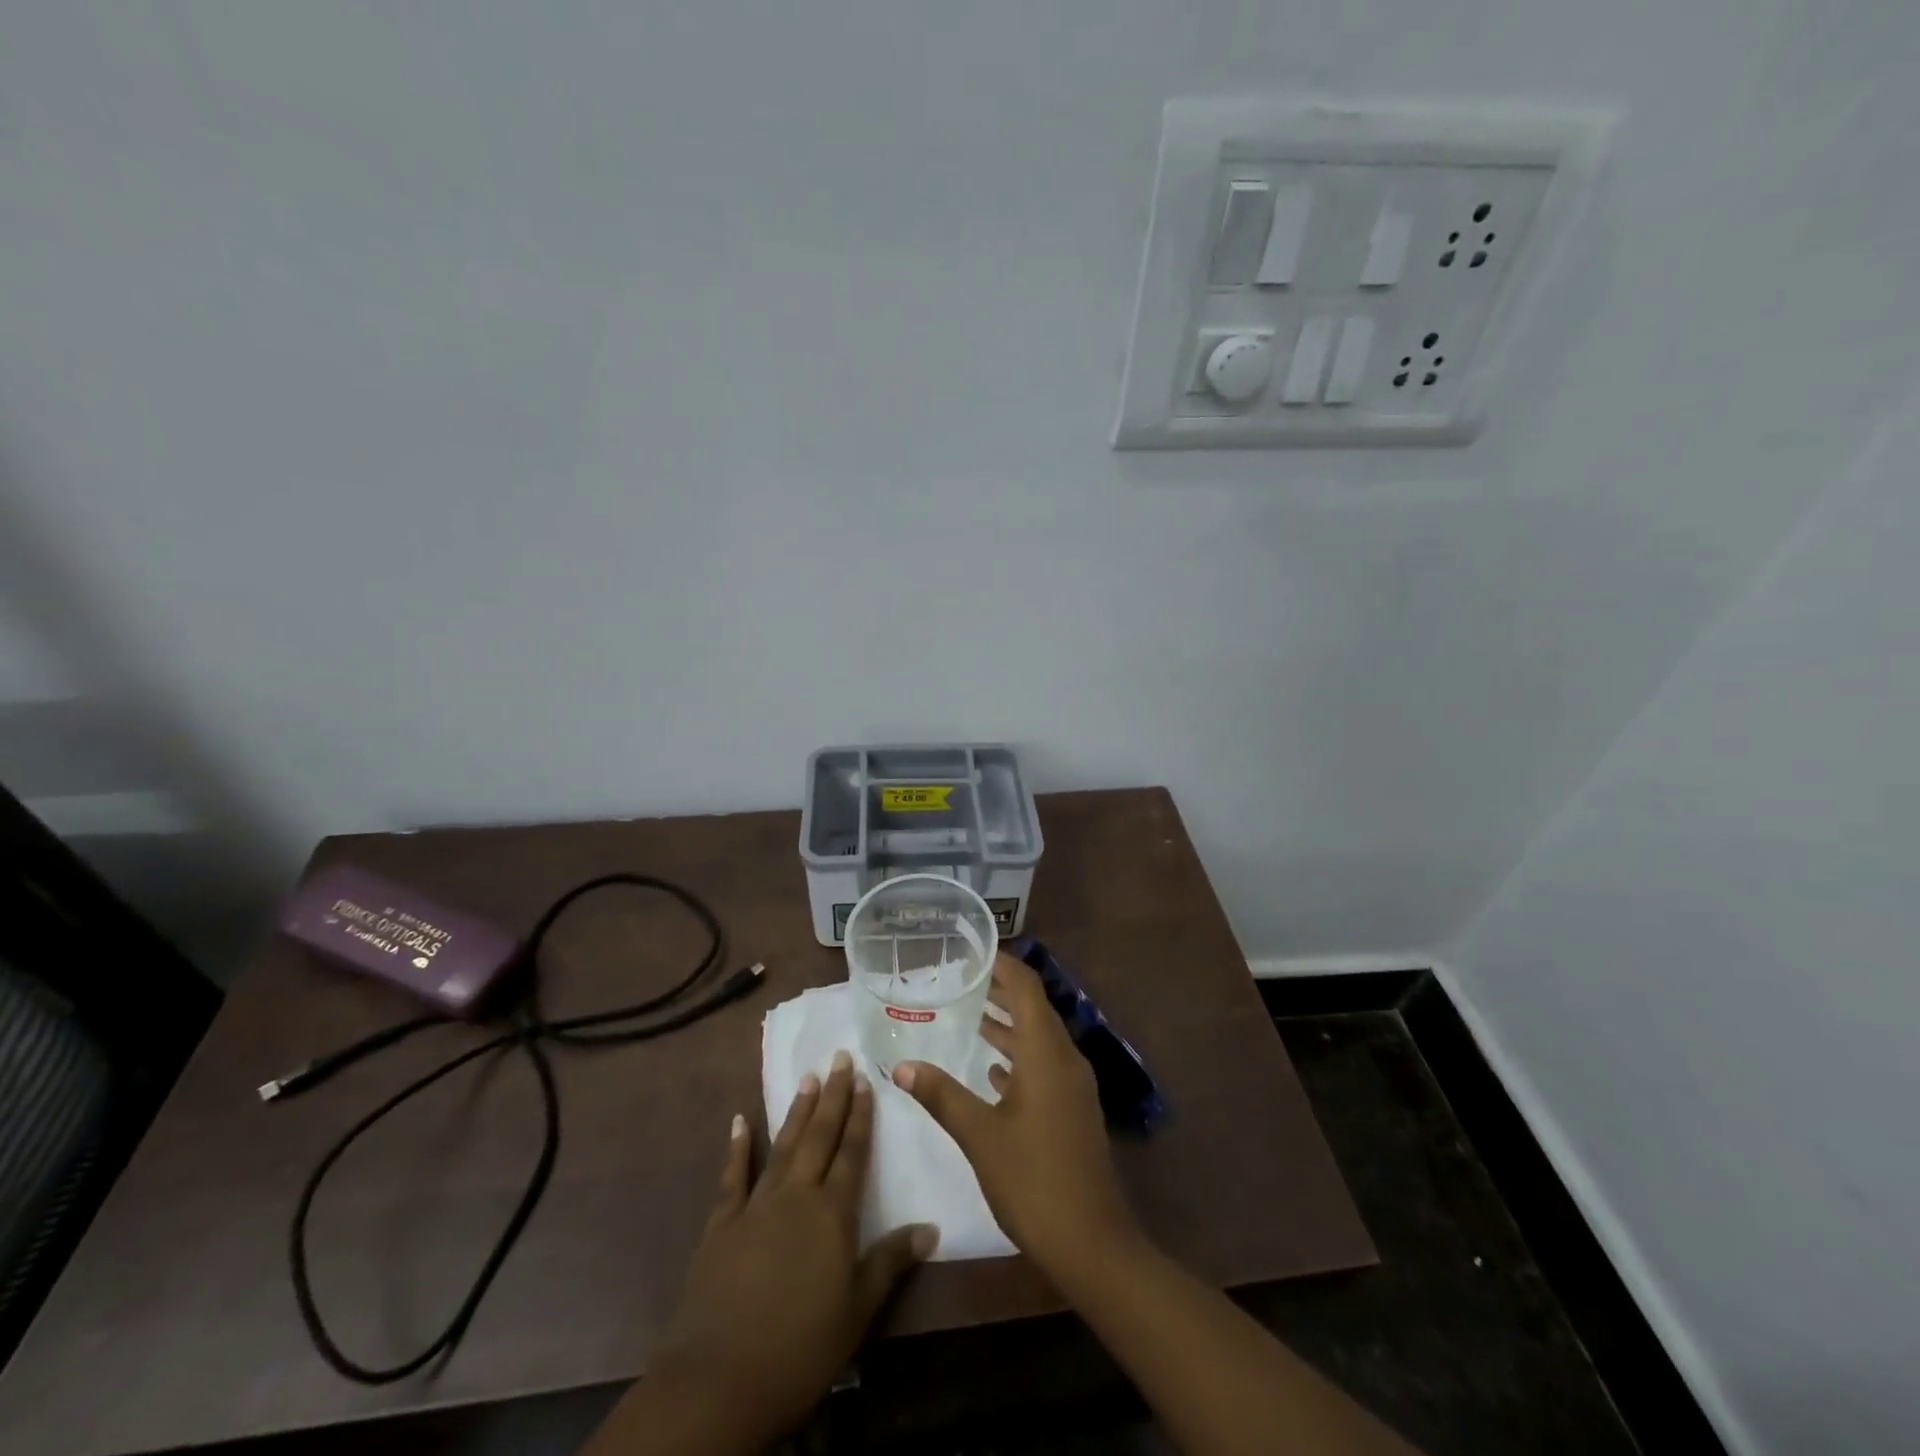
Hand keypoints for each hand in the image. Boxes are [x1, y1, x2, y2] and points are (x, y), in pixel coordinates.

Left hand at [650, 1052, 936, 1446]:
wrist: (721, 1379)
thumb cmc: (802, 1347)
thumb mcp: (858, 1310)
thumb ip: (891, 1261)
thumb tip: (932, 1226)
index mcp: (833, 1213)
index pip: (853, 1152)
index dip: (861, 1115)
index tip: (865, 1080)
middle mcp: (797, 1195)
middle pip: (819, 1136)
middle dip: (833, 1096)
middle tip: (839, 1057)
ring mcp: (756, 1205)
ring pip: (783, 1145)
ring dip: (797, 1111)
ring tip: (808, 1078)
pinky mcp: (722, 1223)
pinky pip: (732, 1176)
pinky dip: (737, 1147)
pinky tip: (739, 1121)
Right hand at [892, 951, 1139, 1281]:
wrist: (1093, 1243)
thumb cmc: (1034, 1180)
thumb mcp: (980, 1135)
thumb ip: (941, 1095)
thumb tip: (902, 1065)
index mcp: (1046, 1052)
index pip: (1026, 987)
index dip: (1002, 964)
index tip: (972, 951)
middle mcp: (1065, 1059)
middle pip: (1034, 1008)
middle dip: (1000, 990)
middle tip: (961, 980)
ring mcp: (1073, 1086)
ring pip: (1039, 1038)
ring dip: (1008, 1024)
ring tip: (970, 1014)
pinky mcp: (1073, 1110)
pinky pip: (1044, 1065)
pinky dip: (1018, 1056)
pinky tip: (993, 1070)